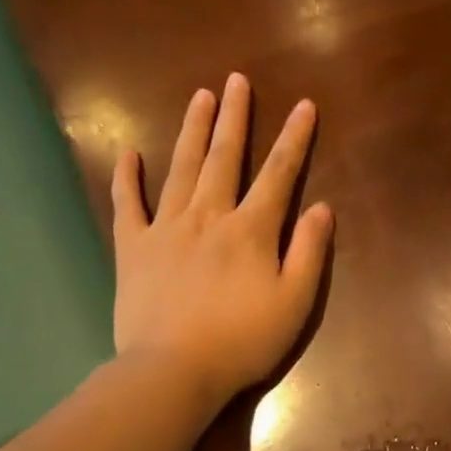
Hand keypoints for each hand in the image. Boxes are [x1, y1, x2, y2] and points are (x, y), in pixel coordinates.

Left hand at [111, 72, 332, 411]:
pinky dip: (127, 177)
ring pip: (181, 168)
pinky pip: (128, 204)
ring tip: (199, 96)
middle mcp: (208, 216)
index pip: (278, 174)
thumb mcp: (294, 303)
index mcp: (251, 230)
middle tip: (235, 80)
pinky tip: (129, 153)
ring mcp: (166, 229)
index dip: (293, 139)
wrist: (173, 370)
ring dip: (192, 130)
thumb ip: (309, 253)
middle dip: (233, 117)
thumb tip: (322, 208)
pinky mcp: (133, 248)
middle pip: (224, 158)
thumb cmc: (242, 341)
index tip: (303, 105)